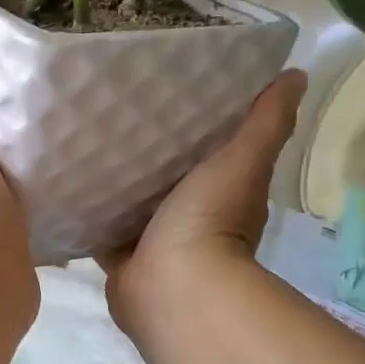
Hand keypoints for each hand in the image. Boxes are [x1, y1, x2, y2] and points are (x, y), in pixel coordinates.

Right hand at [100, 70, 306, 340]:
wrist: (174, 288)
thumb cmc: (210, 220)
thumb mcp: (242, 161)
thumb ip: (265, 123)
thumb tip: (297, 75)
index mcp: (220, 192)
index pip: (208, 149)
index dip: (195, 124)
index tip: (170, 89)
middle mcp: (187, 216)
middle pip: (164, 174)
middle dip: (146, 149)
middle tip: (115, 106)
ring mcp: (151, 238)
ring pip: (130, 199)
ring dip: (115, 177)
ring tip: (84, 135)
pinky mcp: (118, 254)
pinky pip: (100, 223)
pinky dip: (88, 207)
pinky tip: (67, 179)